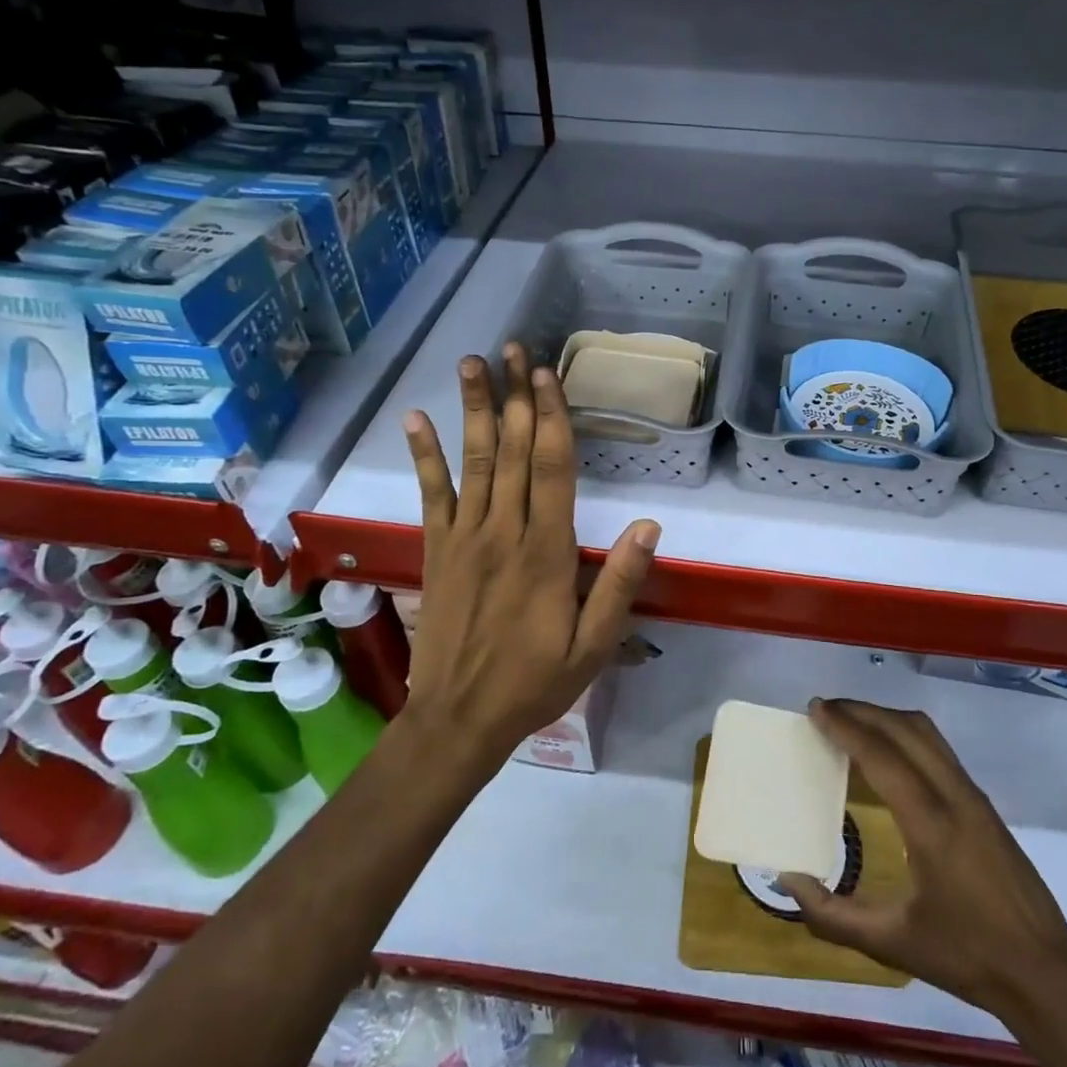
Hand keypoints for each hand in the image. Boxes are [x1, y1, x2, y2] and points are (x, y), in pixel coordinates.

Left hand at [401, 343, 659, 763]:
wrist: (458, 719)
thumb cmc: (535, 682)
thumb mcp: (594, 646)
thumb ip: (619, 584)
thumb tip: (649, 526)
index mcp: (546, 551)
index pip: (551, 468)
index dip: (550, 417)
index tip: (547, 374)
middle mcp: (503, 532)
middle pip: (512, 451)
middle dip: (516, 396)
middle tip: (514, 347)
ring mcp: (464, 538)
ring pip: (473, 461)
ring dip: (474, 409)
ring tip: (472, 363)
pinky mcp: (437, 550)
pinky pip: (430, 495)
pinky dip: (423, 455)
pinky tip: (416, 419)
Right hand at [783, 699, 1066, 1020]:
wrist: (1046, 975)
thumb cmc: (967, 958)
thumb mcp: (893, 945)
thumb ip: (833, 916)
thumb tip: (788, 881)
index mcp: (931, 825)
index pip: (881, 756)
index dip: (845, 727)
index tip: (815, 708)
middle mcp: (954, 796)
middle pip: (903, 729)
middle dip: (861, 711)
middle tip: (825, 709)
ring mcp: (974, 795)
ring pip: (926, 732)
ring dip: (885, 717)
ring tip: (851, 721)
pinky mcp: (983, 803)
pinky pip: (938, 748)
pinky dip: (905, 733)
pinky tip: (889, 752)